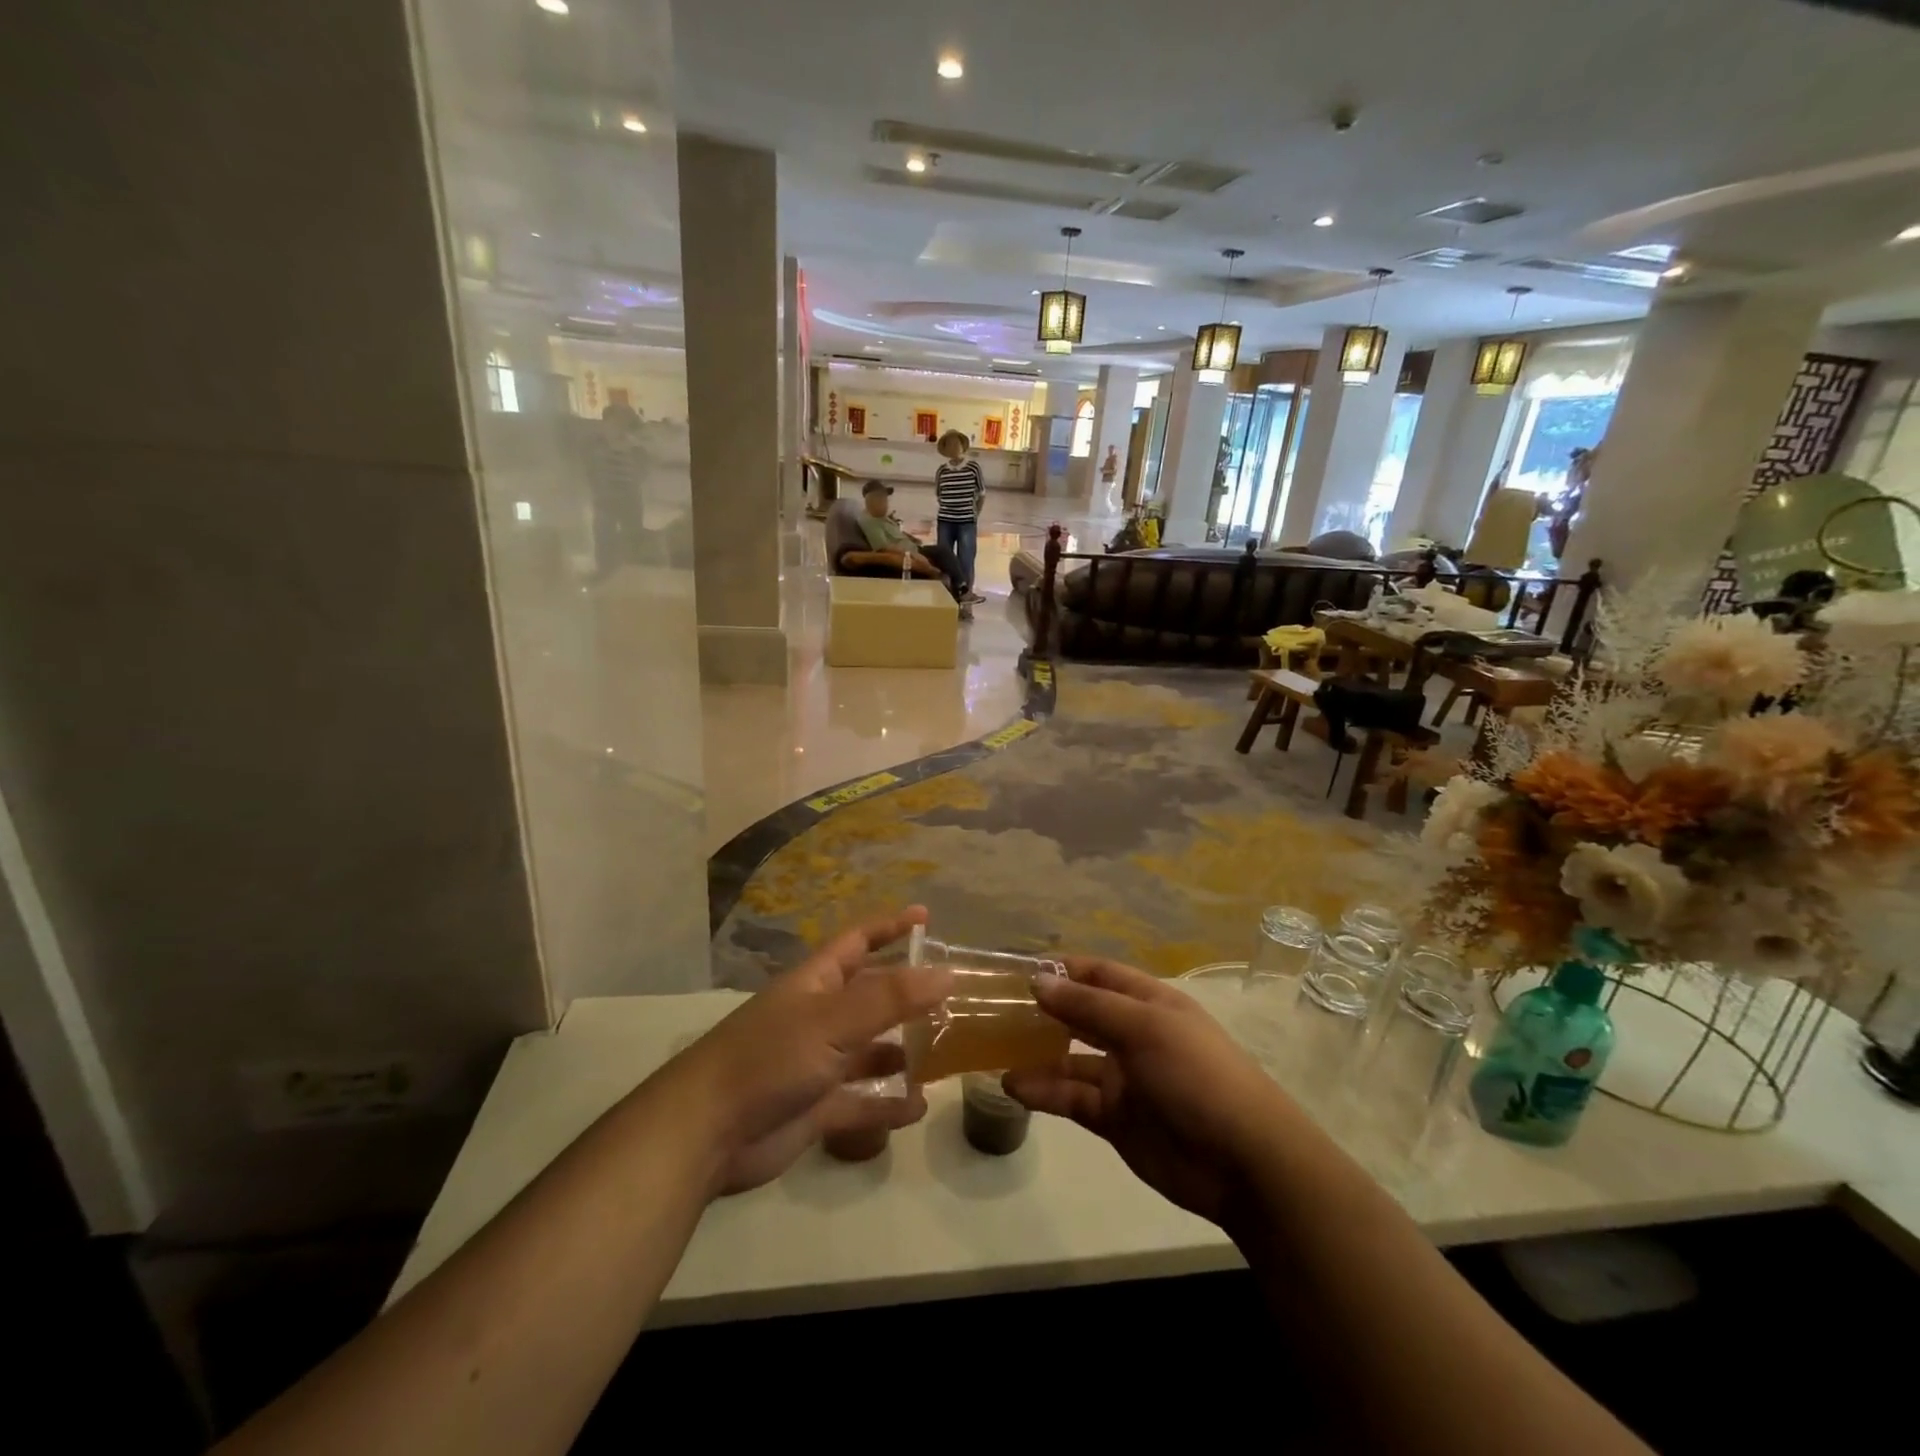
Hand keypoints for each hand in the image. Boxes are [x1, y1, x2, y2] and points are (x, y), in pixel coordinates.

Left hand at [658, 909, 951, 1196]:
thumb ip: (891, 998)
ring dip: (902, 1050)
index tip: (926, 917)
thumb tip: (947, 973)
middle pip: (870, 996)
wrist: (707, 1132)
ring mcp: (817, 1063)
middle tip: (952, 996)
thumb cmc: (770, 1058)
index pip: (859, 941)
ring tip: (944, 1053)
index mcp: (817, 982)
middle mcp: (820, 1017)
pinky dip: (887, 1104)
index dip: (890, 926)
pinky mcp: (816, 1108)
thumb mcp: (833, 1020)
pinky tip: (917, 1106)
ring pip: (870, 1050)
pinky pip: (861, 1101)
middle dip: (907, 994)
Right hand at [1004, 958, 1285, 1225]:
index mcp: (1148, 1003)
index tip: (1017, 968)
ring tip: (993, 1050)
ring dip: (1036, 1053)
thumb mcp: (1144, 1028)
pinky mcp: (1115, 1118)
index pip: (1098, 974)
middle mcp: (1133, 1035)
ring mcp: (1123, 1078)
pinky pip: (1072, 1098)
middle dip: (1043, 1009)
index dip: (1062, 968)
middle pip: (1081, 1014)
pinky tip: (1013, 1087)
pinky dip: (1044, 1091)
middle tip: (994, 1008)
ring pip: (1070, 1058)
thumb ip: (1088, 1006)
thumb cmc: (1197, 1075)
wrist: (1244, 1162)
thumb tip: (1038, 981)